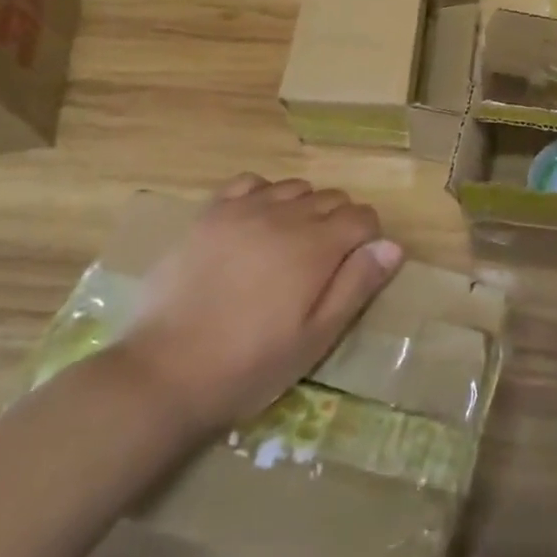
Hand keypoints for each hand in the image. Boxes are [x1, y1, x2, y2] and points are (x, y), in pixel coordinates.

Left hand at [115, 174, 402, 436]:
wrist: (163, 374)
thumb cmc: (249, 364)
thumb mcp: (316, 338)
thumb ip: (357, 285)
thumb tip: (392, 245)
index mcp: (317, 246)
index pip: (363, 216)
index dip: (367, 239)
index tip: (353, 267)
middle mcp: (286, 215)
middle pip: (332, 198)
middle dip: (339, 223)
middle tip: (320, 265)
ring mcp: (244, 210)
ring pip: (296, 187)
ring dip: (304, 208)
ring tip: (288, 245)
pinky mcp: (210, 214)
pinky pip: (251, 182)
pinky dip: (265, 194)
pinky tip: (257, 223)